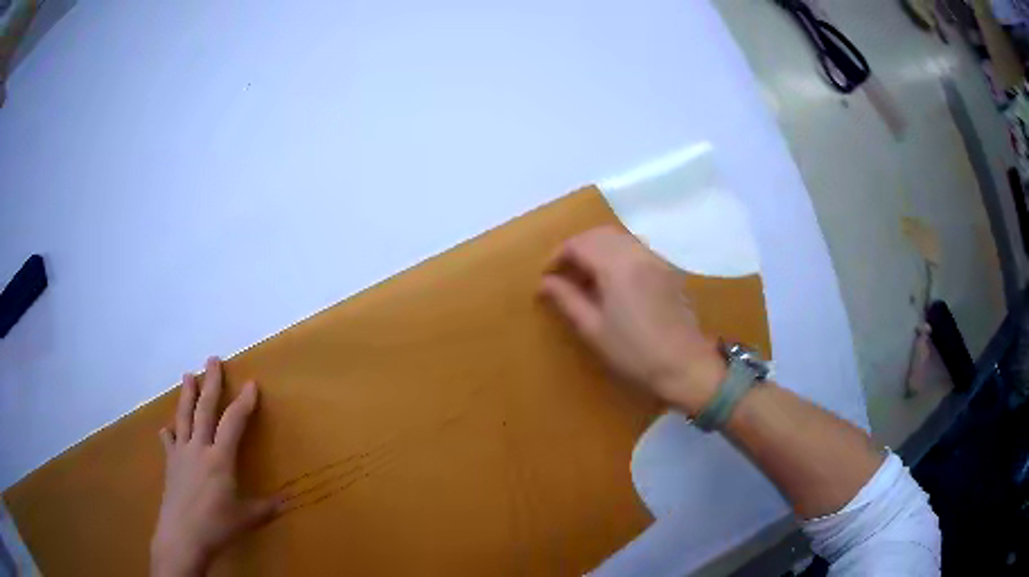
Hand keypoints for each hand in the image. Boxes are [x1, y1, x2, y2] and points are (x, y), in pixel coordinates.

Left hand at [151, 357, 280, 576]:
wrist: (182, 536)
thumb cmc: (217, 526)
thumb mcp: (247, 519)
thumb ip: (265, 508)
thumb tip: (286, 503)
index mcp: (220, 459)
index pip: (233, 423)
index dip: (244, 402)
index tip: (251, 384)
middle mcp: (199, 448)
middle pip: (204, 409)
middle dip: (210, 383)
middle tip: (212, 360)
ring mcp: (181, 454)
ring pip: (184, 417)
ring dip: (187, 395)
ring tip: (188, 375)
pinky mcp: (170, 464)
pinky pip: (169, 442)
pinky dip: (170, 432)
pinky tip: (167, 428)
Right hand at [540, 227, 724, 414]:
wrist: (684, 364)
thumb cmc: (634, 352)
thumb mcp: (593, 329)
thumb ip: (567, 299)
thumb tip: (545, 282)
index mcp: (616, 266)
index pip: (579, 243)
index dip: (558, 256)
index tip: (548, 277)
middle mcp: (637, 253)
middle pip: (599, 234)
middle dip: (577, 248)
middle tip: (564, 274)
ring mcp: (656, 259)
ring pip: (619, 238)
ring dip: (597, 248)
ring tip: (586, 277)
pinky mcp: (667, 269)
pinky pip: (636, 248)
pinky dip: (617, 254)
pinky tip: (613, 280)